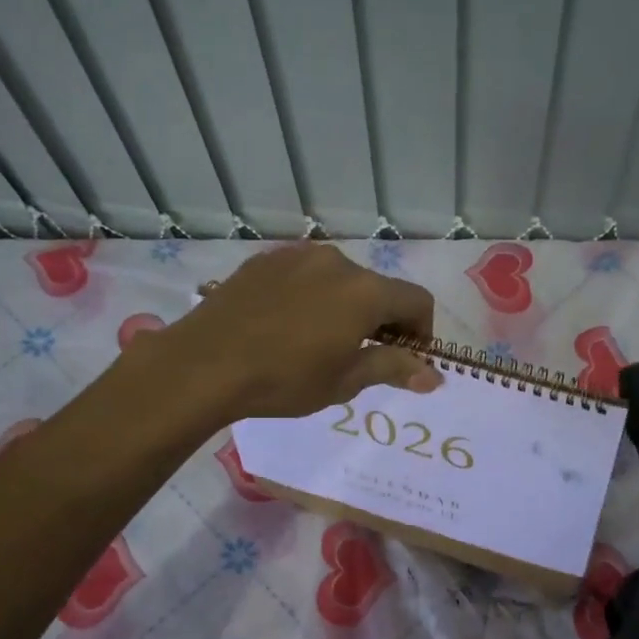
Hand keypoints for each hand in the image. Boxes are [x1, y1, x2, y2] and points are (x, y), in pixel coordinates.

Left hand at [159, 244, 441, 420]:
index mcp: (365, 291)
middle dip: (382, 320)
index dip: (421, 332)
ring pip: (341, 279)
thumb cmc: (283, 380)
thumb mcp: (344, 381)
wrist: (203, 364)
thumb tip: (434, 376)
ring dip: (346, 306)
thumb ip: (392, 368)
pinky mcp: (266, 260)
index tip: (404, 360)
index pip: (417, 301)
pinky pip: (306, 275)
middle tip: (362, 356)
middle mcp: (338, 262)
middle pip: (379, 288)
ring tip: (319, 340)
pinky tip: (287, 325)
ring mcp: (299, 256)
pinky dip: (312, 296)